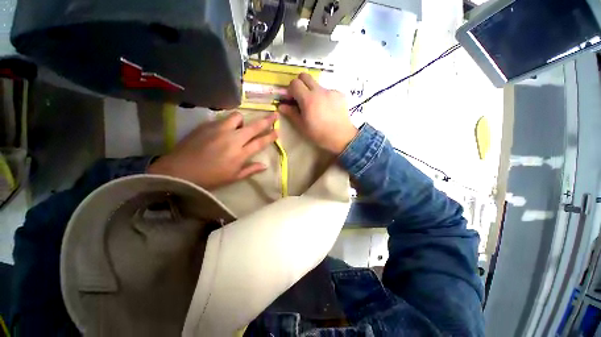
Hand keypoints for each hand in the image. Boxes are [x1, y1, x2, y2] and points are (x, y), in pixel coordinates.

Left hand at [148, 112, 277, 188]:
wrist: (179, 171)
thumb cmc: (209, 178)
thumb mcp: (233, 178)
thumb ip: (250, 170)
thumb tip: (265, 165)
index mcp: (240, 154)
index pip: (260, 142)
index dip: (270, 136)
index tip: (277, 131)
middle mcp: (233, 139)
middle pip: (254, 126)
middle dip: (267, 120)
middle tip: (274, 115)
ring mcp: (219, 130)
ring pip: (238, 117)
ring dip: (243, 121)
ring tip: (240, 126)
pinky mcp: (207, 125)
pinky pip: (222, 119)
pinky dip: (227, 123)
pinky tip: (223, 130)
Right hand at [279, 73, 357, 153]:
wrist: (341, 137)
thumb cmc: (319, 134)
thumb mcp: (302, 126)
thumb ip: (291, 113)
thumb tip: (281, 106)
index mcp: (308, 99)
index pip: (295, 83)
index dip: (290, 90)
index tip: (292, 99)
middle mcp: (319, 91)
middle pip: (305, 76)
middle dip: (300, 84)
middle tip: (301, 97)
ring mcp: (331, 91)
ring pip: (317, 84)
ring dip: (312, 91)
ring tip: (316, 106)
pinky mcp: (340, 94)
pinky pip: (328, 91)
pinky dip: (324, 96)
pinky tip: (327, 109)